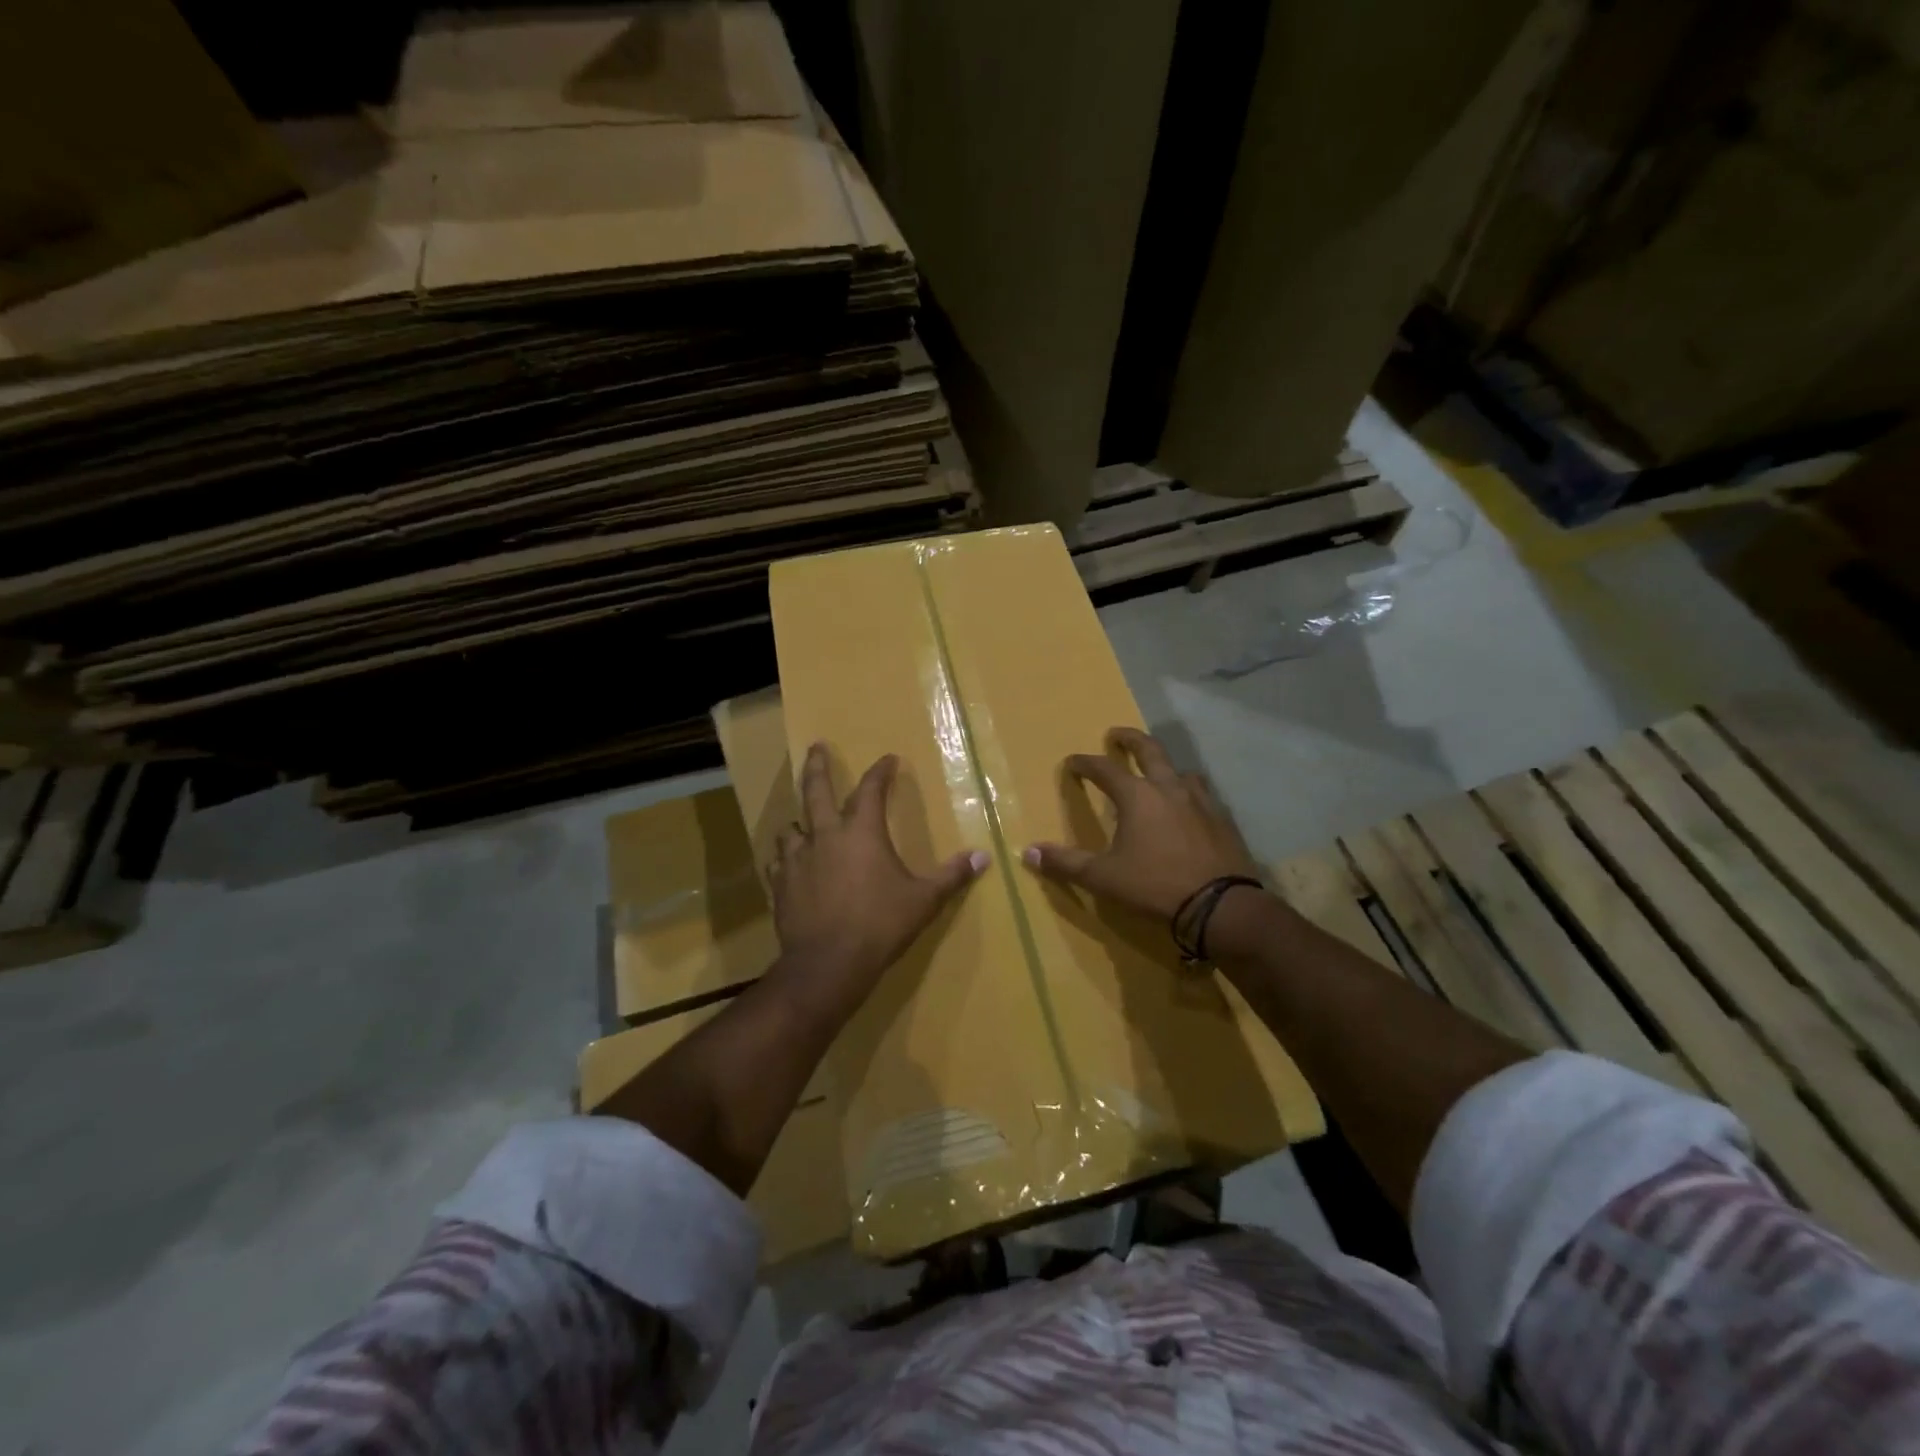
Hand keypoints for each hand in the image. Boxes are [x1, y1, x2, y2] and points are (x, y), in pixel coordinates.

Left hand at [768, 742, 986, 1019]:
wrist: (828, 963)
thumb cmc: (881, 925)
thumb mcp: (924, 901)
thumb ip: (951, 876)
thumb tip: (982, 857)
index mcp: (861, 832)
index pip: (871, 789)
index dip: (880, 771)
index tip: (888, 759)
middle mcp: (825, 836)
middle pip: (816, 790)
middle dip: (817, 765)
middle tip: (816, 747)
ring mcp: (797, 860)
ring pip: (792, 827)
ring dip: (800, 820)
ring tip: (803, 821)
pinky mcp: (780, 886)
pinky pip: (778, 863)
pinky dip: (785, 858)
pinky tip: (788, 865)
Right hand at [1023, 727, 1259, 918]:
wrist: (1220, 905)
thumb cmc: (1155, 885)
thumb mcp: (1103, 877)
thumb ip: (1066, 863)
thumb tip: (1029, 852)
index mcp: (1137, 797)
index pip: (1104, 769)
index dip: (1085, 763)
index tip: (1073, 762)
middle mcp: (1169, 788)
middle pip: (1149, 751)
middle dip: (1130, 739)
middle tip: (1116, 734)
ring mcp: (1201, 801)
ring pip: (1181, 771)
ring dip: (1165, 767)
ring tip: (1158, 774)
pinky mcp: (1222, 820)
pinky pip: (1203, 796)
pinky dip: (1189, 794)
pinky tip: (1189, 810)